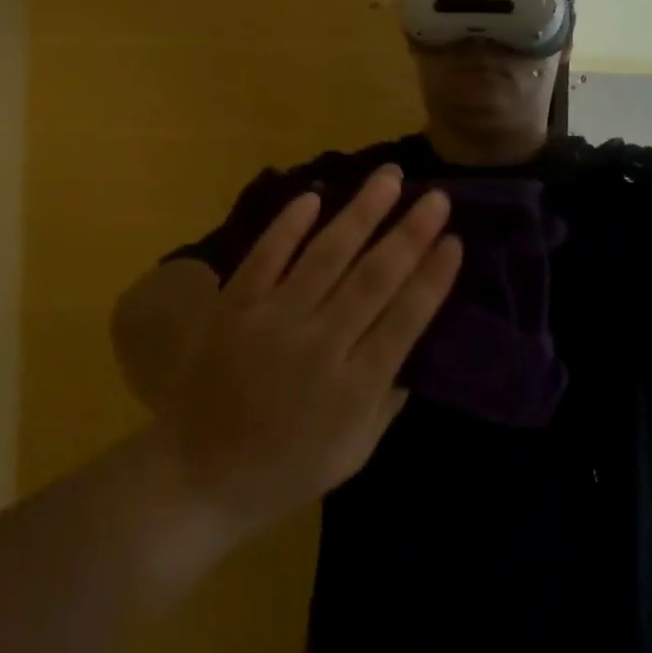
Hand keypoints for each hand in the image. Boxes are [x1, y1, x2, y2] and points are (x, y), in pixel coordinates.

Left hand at [149, 167, 460, 545]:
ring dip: (360, 212)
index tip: (454, 241)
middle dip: (409, 234)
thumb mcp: (352, 454)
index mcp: (353, 388)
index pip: (405, 320)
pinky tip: (314, 194)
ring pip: (325, 255)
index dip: (432, 278)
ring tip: (389, 177)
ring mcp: (273, 319)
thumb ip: (386, 400)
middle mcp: (318, 345)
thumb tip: (415, 345)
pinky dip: (289, 225)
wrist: (197, 475)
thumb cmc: (284, 469)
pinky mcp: (235, 304)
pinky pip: (266, 255)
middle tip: (436, 196)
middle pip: (372, 278)